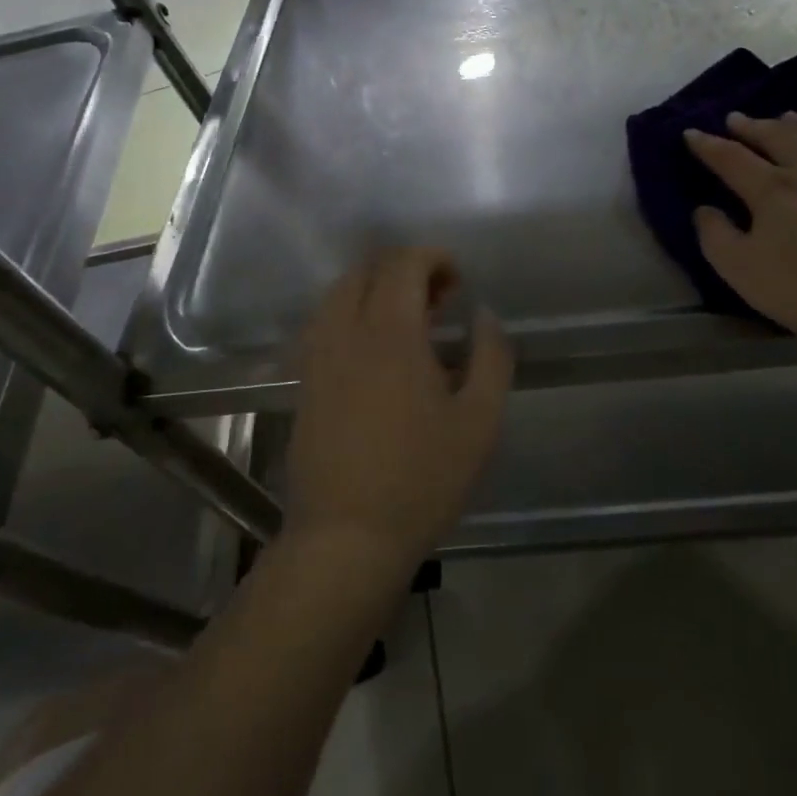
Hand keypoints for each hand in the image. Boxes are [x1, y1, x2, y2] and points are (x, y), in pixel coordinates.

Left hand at [286, 248, 511, 573]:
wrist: (347, 538)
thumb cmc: (422, 478)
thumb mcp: (480, 421)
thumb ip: (491, 357)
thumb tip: (483, 316)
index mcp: (390, 333)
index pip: (403, 264)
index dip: (433, 257)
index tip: (458, 279)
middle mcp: (346, 333)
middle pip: (366, 269)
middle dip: (404, 268)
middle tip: (439, 299)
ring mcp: (318, 358)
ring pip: (338, 294)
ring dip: (375, 289)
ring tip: (409, 321)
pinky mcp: (305, 383)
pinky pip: (324, 324)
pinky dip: (352, 314)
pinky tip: (376, 350)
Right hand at [686, 112, 796, 347]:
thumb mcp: (746, 275)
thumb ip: (717, 239)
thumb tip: (703, 209)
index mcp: (774, 191)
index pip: (731, 159)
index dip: (708, 145)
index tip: (691, 133)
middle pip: (779, 137)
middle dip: (753, 125)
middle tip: (737, 118)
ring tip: (791, 117)